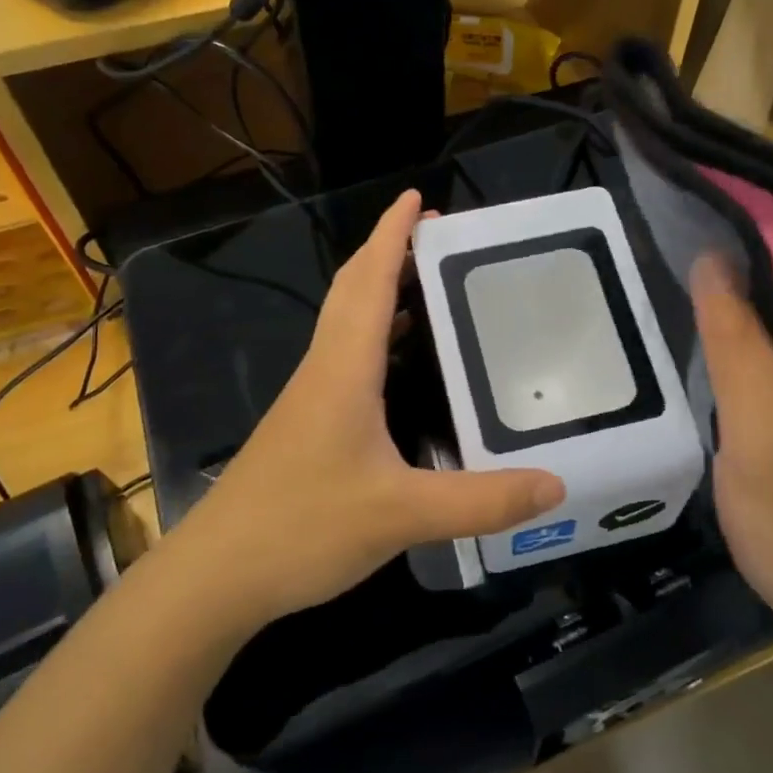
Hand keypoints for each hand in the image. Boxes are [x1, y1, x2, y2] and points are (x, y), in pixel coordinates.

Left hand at [170, 189, 564, 633]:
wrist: (217, 573)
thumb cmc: (303, 527)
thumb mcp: (402, 515)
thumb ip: (481, 502)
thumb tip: (555, 486)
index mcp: (344, 368)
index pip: (369, 281)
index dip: (391, 235)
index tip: (417, 199)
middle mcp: (324, 369)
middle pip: (353, 291)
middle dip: (389, 252)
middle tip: (436, 235)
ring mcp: (310, 396)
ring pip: (345, 323)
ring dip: (379, 291)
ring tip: (427, 284)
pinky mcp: (307, 423)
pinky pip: (345, 357)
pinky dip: (373, 336)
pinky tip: (399, 363)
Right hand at [691, 256, 772, 658]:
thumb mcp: (765, 435)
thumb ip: (739, 346)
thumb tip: (713, 261)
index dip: (743, 258)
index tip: (686, 253)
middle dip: (737, 303)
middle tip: (673, 301)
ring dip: (741, 341)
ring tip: (685, 331)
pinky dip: (752, 378)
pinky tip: (719, 389)